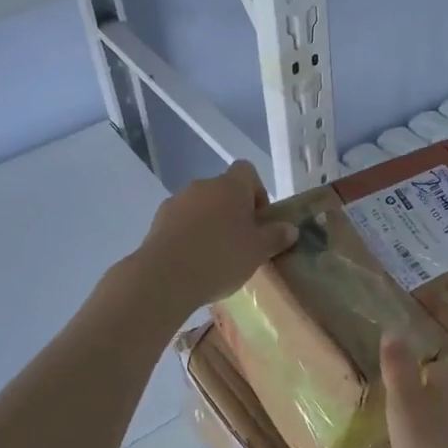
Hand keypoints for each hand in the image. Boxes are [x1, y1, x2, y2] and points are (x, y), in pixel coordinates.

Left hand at [130, 161, 298, 313]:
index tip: (259, 219)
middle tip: (241, 242)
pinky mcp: (158, 220)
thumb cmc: (220, 257)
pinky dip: (189, 234)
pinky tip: (193, 261)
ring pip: (201, 206)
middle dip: (233, 211)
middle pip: (223, 190)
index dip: (256, 191)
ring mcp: (177, 201)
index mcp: (230, 186)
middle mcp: (203, 185)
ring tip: (215, 256)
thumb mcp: (258, 251)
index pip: (247, 171)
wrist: (165, 277)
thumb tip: (290, 228)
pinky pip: (181, 221)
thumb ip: (276, 236)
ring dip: (210, 222)